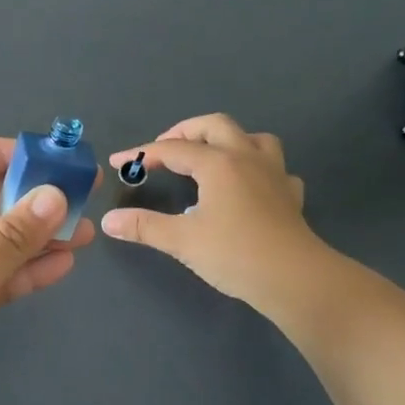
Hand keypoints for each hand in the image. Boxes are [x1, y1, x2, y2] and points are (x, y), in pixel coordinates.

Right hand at [102, 113, 324, 311]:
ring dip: (228, 140)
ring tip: (211, 156)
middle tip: (165, 149)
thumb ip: (144, 226)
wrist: (295, 279)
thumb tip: (109, 221)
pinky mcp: (290, 194)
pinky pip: (275, 169)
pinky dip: (259, 170)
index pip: (172, 150)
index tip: (119, 162)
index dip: (142, 154)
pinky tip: (250, 187)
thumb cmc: (235, 254)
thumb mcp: (182, 241)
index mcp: (217, 163)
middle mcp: (246, 157)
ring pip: (253, 138)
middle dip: (186, 131)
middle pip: (215, 126)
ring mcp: (273, 173)